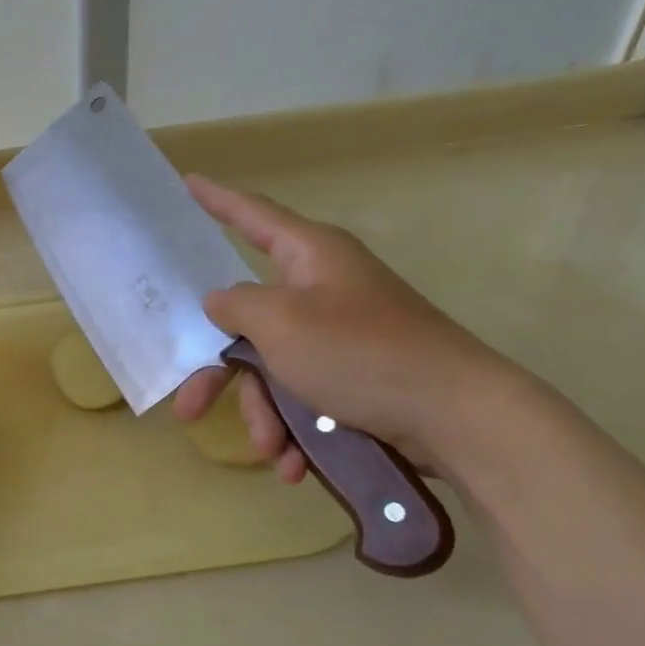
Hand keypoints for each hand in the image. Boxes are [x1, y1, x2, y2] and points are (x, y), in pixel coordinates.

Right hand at [173, 176, 511, 479]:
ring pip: (273, 368)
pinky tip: (294, 464)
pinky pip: (304, 394)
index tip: (186, 182)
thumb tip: (219, 301)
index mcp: (309, 255)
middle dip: (220, 372)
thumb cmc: (360, 352)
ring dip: (264, 412)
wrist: (458, 416)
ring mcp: (339, 334)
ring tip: (271, 451)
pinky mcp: (355, 375)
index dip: (215, 199)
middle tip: (188, 408)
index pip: (251, 215)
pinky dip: (296, 428)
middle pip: (248, 320)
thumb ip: (235, 305)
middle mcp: (321, 288)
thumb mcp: (280, 323)